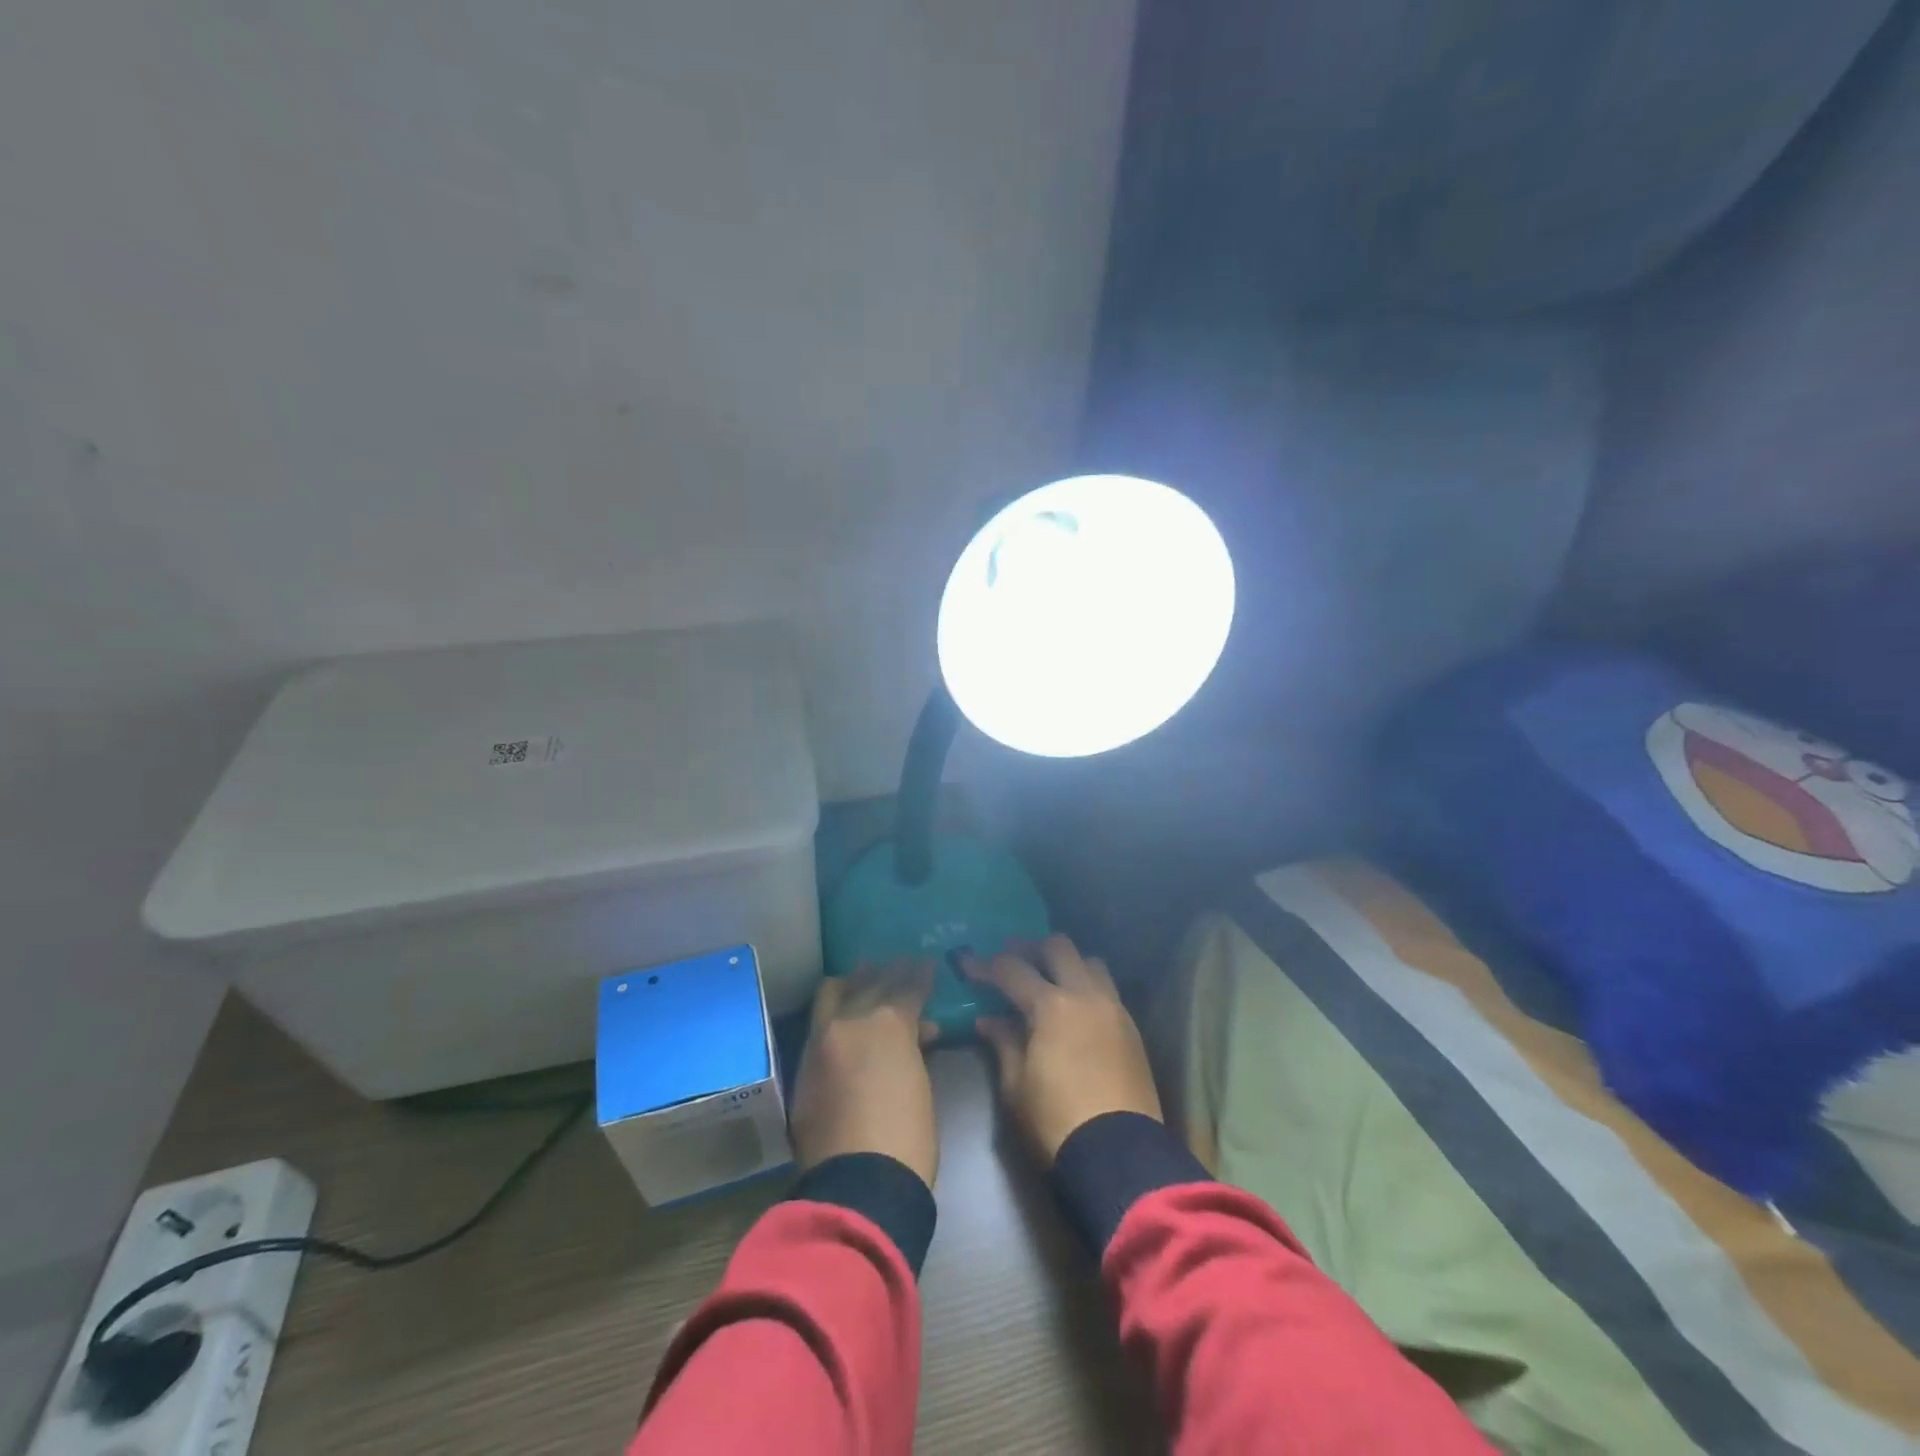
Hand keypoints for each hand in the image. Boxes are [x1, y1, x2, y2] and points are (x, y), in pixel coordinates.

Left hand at [790, 960, 939, 1188]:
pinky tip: (843, 1012)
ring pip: (833, 993)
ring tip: (865, 977)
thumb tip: (917, 1031)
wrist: (859, 1184)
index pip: (908, 985)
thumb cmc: (908, 1136)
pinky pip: (819, 1023)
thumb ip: (914, 1047)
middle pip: (870, 982)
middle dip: (888, 971)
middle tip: (900, 965)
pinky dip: (834, 1011)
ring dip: (853, 983)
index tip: (928, 963)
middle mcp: (850, 1021)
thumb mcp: (921, 1082)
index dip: (921, 974)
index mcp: (888, 1023)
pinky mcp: (803, 1067)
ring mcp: (821, 1041)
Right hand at [966, 934, 1161, 1162]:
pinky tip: (1075, 1007)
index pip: (1012, 970)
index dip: (987, 965)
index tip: (968, 964)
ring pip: (1090, 962)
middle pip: (1058, 947)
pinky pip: (1108, 989)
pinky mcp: (1131, 1028)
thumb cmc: (1055, 1123)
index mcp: (1051, 1006)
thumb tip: (988, 1020)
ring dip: (1067, 962)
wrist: (1118, 1155)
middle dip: (1031, 948)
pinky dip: (1088, 985)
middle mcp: (1085, 995)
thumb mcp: (1015, 1087)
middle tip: (1012, 959)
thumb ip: (1003, 1043)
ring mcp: (1113, 1008)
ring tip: (1049, 978)